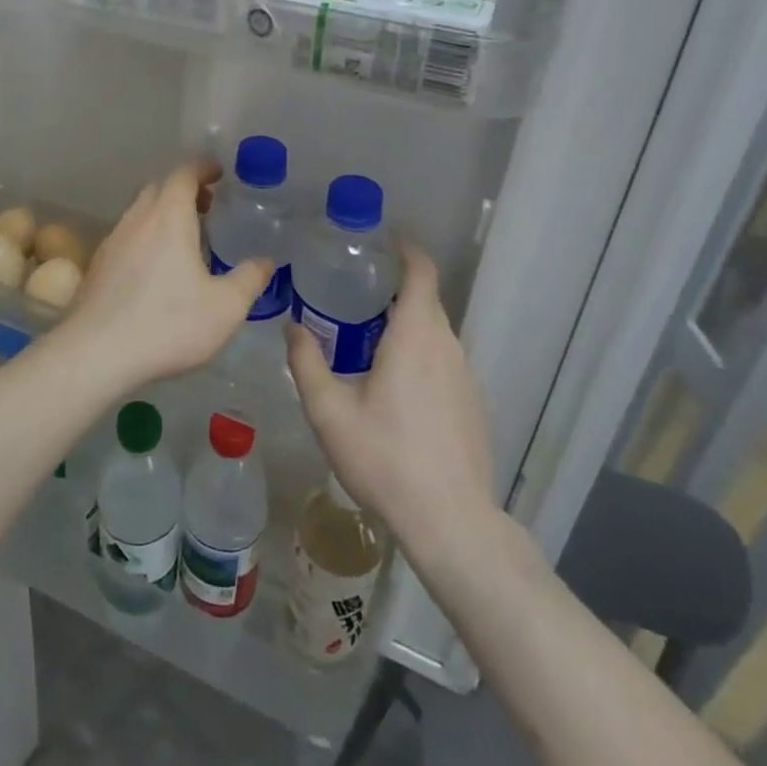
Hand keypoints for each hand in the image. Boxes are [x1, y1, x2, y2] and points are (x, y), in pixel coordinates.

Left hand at [53, 159, 271, 395]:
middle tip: (208, 206)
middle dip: (184, 189)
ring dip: (163, 212)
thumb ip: (249, 279)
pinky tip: (157, 267)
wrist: (96, 352)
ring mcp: (112, 240)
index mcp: (168, 216)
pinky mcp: (98, 265)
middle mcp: (137, 219)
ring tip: (186, 237)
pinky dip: (146, 235)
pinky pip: (127, 235)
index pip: (184, 174)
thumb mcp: (225, 307)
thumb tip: (266, 261)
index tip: (220, 172)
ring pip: (139, 211)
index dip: (203, 167)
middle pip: (159, 187)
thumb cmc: (168, 323)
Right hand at [286, 246, 497, 556]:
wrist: (450, 522)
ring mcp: (467, 377)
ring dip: (407, 325)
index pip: (421, 272)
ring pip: (436, 333)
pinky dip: (421, 355)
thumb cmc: (385, 458)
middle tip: (354, 292)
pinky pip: (445, 361)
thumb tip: (292, 325)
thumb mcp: (329, 412)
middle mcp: (448, 346)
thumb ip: (306, 362)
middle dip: (394, 289)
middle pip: (426, 300)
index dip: (405, 250)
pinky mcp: (474, 404)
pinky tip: (396, 386)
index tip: (379, 243)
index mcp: (416, 336)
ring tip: (368, 336)